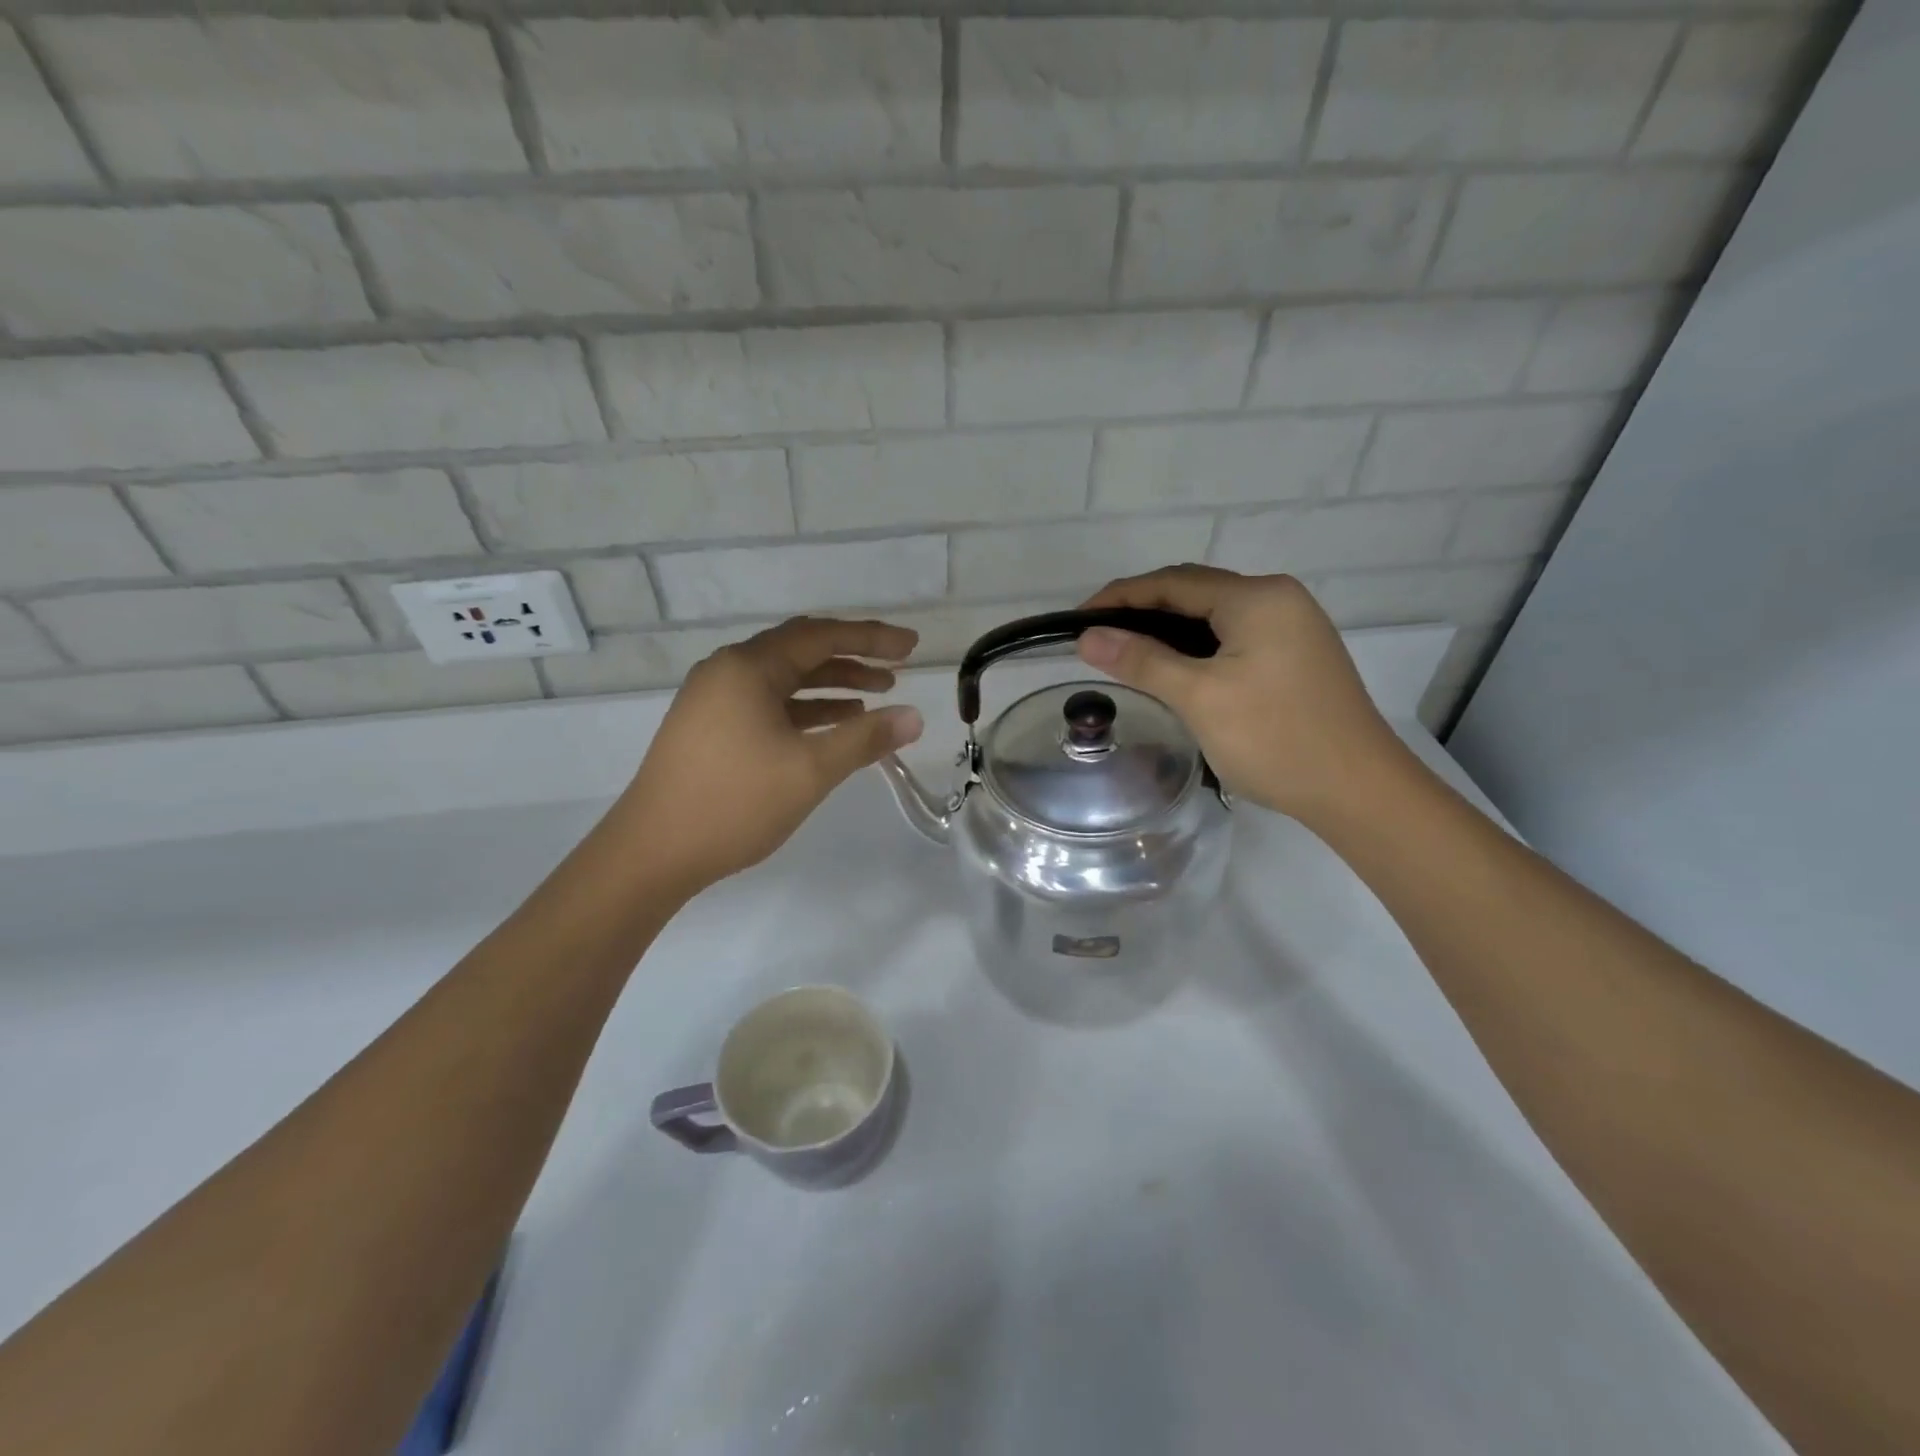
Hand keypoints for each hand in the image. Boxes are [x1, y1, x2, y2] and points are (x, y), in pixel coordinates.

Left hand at [612, 617, 924, 894]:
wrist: (651, 853)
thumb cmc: (734, 803)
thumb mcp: (810, 770)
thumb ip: (865, 738)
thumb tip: (914, 716)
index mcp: (748, 668)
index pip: (821, 636)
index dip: (871, 637)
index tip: (911, 645)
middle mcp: (728, 671)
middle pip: (801, 651)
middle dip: (853, 658)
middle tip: (898, 667)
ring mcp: (714, 700)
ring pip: (785, 680)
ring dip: (831, 684)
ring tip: (878, 694)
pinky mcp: (710, 728)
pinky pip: (768, 704)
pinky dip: (805, 709)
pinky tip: (835, 724)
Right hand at [1075, 565, 1410, 825]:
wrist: (1357, 790)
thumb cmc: (1275, 739)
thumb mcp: (1199, 697)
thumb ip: (1141, 661)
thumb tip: (1088, 637)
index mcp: (1257, 597)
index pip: (1172, 583)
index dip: (1119, 597)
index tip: (1076, 620)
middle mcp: (1278, 599)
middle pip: (1194, 592)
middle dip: (1142, 609)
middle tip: (1098, 638)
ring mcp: (1293, 626)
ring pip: (1214, 616)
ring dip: (1169, 629)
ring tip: (1127, 653)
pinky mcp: (1297, 655)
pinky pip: (1234, 636)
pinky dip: (1197, 646)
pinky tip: (1176, 669)